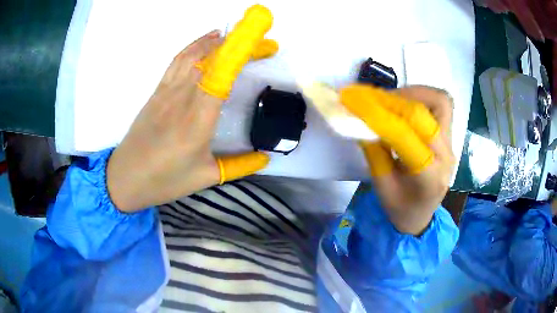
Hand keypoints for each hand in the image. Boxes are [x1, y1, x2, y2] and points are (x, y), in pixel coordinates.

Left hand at [107, 6, 277, 211]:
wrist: (126, 177)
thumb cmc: (165, 180)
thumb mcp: (206, 177)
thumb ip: (239, 166)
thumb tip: (265, 158)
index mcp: (198, 120)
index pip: (224, 75)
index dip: (245, 53)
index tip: (265, 45)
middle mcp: (183, 98)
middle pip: (213, 59)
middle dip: (240, 46)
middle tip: (263, 45)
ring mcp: (167, 91)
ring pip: (193, 54)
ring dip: (217, 41)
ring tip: (238, 36)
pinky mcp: (157, 91)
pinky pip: (178, 61)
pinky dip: (195, 46)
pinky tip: (206, 42)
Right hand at [340, 85, 454, 234]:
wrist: (421, 216)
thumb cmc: (399, 209)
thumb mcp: (381, 185)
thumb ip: (373, 150)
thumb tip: (360, 117)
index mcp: (428, 177)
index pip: (404, 135)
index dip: (377, 115)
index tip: (353, 100)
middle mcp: (445, 156)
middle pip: (425, 112)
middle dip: (393, 99)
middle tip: (370, 99)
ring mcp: (451, 144)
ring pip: (440, 101)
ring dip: (413, 92)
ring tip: (391, 99)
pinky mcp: (449, 136)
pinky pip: (441, 104)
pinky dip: (422, 96)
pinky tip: (405, 104)